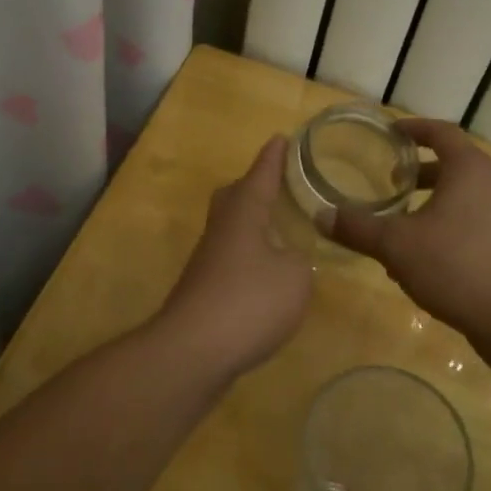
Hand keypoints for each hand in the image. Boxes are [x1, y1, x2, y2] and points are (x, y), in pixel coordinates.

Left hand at [155, 135, 312, 376]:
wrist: (192, 351)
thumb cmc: (249, 301)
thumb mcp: (294, 277)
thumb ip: (298, 260)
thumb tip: (287, 258)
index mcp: (243, 213)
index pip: (261, 175)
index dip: (274, 158)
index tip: (282, 138)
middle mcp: (221, 229)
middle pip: (234, 197)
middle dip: (254, 187)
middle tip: (277, 184)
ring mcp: (207, 261)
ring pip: (230, 229)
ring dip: (252, 225)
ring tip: (278, 230)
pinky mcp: (203, 290)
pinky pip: (230, 259)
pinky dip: (248, 258)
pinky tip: (265, 275)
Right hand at [332, 119, 490, 343]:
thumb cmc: (455, 265)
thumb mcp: (395, 244)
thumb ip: (357, 228)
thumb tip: (320, 216)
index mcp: (468, 169)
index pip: (440, 132)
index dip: (413, 128)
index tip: (388, 134)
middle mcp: (490, 184)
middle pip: (450, 164)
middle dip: (417, 171)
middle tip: (388, 180)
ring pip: (458, 196)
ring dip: (427, 202)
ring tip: (396, 221)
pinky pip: (468, 221)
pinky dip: (441, 225)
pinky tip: (417, 257)